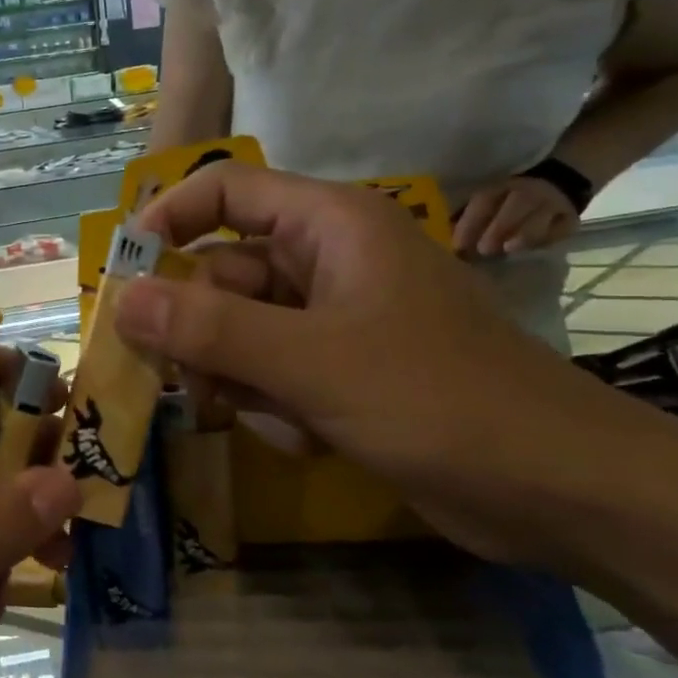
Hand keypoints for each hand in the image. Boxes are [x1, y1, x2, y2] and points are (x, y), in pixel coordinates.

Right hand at [113, 161, 570, 484]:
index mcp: (330, 225)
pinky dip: (270, 405)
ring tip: (261, 416)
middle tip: (180, 379)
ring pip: (242, 331)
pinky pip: (272, 372)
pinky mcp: (343, 372)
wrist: (555, 487)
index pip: (227, 190)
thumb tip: (123, 301)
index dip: (168, 220)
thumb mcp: (310, 362)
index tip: (122, 275)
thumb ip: (210, 330)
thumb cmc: (436, 400)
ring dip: (234, 377)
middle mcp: (328, 262)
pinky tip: (305, 438)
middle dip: (198, 329)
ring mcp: (336, 320)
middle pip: (224, 273)